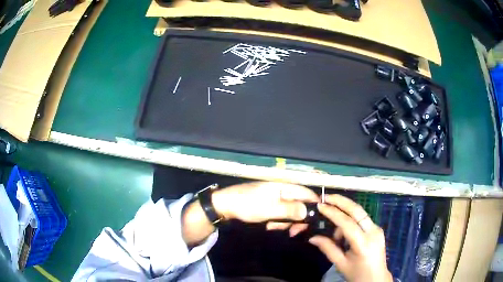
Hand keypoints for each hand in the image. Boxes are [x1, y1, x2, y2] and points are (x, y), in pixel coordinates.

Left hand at [182, 182, 317, 244]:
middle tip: (293, 232)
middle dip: (297, 219)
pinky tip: (269, 226)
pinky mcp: (270, 205)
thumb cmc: (248, 205)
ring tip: (273, 227)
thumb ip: (291, 210)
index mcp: (284, 186)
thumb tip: (308, 211)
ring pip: (291, 211)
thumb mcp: (270, 209)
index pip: (306, 193)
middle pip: (300, 204)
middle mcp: (282, 191)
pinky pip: (281, 214)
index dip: (313, 206)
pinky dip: (277, 222)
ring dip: (285, 222)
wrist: (225, 206)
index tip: (314, 221)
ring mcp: (276, 198)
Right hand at [308, 194, 392, 281]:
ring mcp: (377, 229)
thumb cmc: (357, 273)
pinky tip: (344, 233)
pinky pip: (362, 220)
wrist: (376, 278)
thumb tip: (312, 237)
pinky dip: (351, 221)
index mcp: (363, 244)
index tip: (320, 205)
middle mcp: (373, 232)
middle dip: (341, 201)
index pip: (347, 223)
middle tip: (326, 196)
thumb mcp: (340, 264)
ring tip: (334, 233)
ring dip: (345, 214)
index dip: (333, 212)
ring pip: (360, 213)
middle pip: (357, 210)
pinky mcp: (377, 229)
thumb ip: (328, 248)